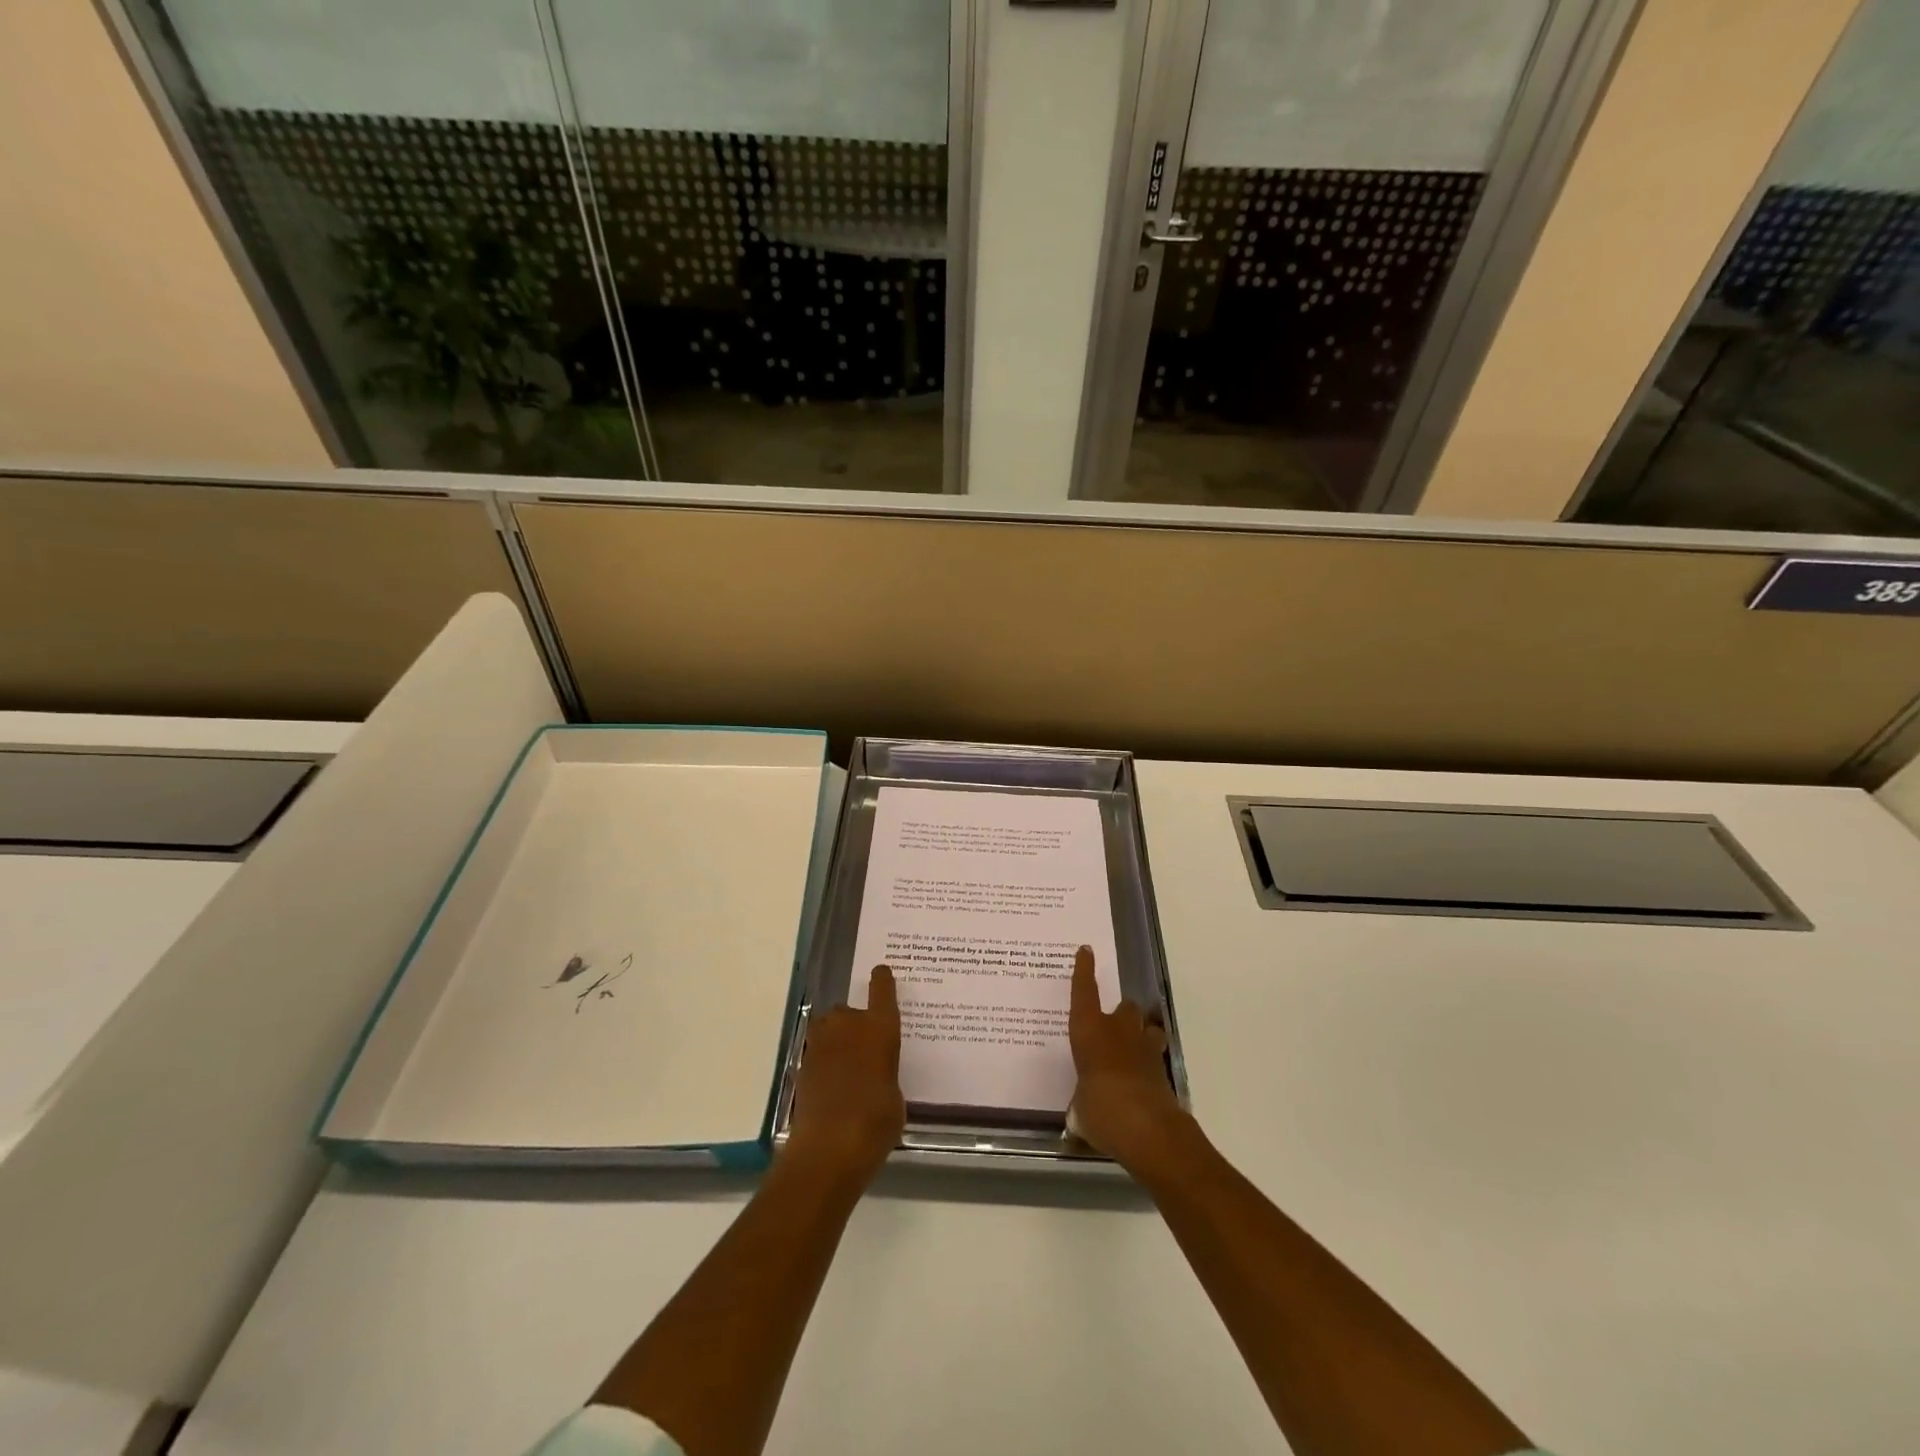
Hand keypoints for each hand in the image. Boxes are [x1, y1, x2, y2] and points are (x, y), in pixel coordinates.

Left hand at [785, 964, 905, 1186]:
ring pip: (829, 1029)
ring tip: (847, 1066)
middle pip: (850, 1012)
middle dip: (855, 1024)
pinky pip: (818, 1054)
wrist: (829, 1148)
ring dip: (836, 1041)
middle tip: (865, 1049)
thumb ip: (886, 1073)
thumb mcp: (896, 1096)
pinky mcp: (801, 1065)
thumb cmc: (876, 1120)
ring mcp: (820, 1043)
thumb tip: (875, 1074)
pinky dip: (824, 1064)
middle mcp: (848, 1025)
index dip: (882, 980)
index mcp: (880, 1027)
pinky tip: (833, 1086)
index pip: (882, 990)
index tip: (881, 972)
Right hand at [1067, 946, 1191, 1176]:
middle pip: (1124, 1007)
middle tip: (1111, 1028)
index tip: (1086, 951)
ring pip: (1146, 1026)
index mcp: (1089, 1031)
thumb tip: (1080, 1114)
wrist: (1148, 1130)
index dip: (1084, 970)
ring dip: (1140, 1033)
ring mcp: (1144, 1048)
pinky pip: (1154, 1056)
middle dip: (1120, 1014)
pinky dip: (1148, 1063)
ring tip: (1131, 1048)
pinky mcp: (1162, 1070)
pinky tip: (1140, 1080)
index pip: (1084, 992)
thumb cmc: (1101, 1110)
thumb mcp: (1080, 1110)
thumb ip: (1080, 1105)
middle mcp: (1117, 1031)